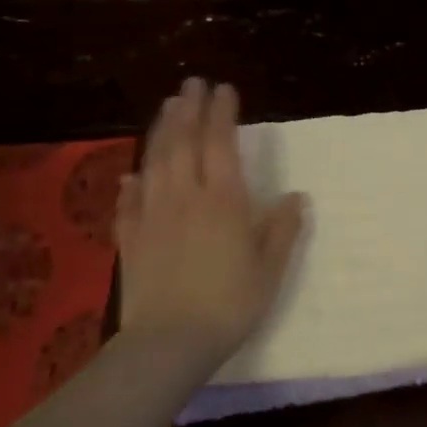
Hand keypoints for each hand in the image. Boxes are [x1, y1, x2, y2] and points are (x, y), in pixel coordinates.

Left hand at [117, 77, 306, 369]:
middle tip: (191, 83)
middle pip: (183, 142)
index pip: (221, 144)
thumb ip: (283, 229)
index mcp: (223, 200)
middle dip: (188, 109)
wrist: (169, 343)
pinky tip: (132, 175)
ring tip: (166, 107)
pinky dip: (131, 183)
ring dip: (161, 130)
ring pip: (155, 162)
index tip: (223, 88)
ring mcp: (152, 215)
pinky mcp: (130, 239)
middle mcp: (185, 197)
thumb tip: (297, 196)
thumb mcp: (270, 268)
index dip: (222, 113)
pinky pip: (129, 202)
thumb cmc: (230, 303)